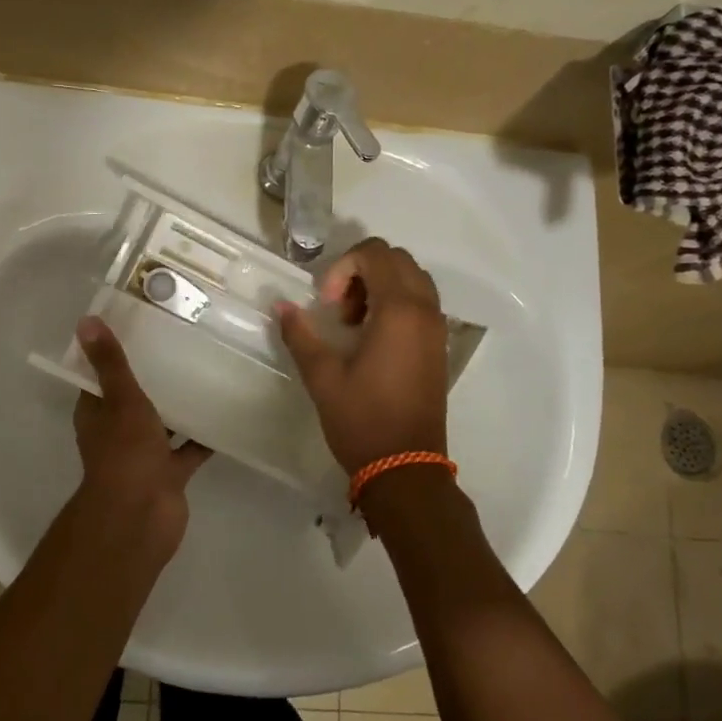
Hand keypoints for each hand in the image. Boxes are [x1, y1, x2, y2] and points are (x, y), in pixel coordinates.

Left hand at [71, 316, 211, 557]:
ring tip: (207, 370)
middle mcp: (117, 431)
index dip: (115, 354)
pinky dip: (204, 435)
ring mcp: (144, 453)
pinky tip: (226, 411)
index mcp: (97, 413)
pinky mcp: (169, 472)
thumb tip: (86, 321)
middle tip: (182, 342)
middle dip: (153, 376)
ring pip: (163, 422)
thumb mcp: (120, 399)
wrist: (141, 516)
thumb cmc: (125, 453)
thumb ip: (110, 363)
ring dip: (179, 404)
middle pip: (134, 398)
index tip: (140, 326)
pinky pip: (189, 448)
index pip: (102, 376)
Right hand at [276, 238, 448, 476]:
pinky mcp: (439, 345)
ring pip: (412, 278)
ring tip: (353, 322)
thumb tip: (281, 306)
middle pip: (397, 259)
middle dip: (361, 271)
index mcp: (399, 310)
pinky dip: (396, 302)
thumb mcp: (322, 376)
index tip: (326, 305)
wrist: (405, 466)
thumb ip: (300, 334)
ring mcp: (437, 327)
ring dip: (380, 285)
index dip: (342, 268)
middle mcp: (425, 310)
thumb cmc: (362, 420)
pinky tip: (371, 337)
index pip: (375, 254)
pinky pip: (421, 302)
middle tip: (338, 308)